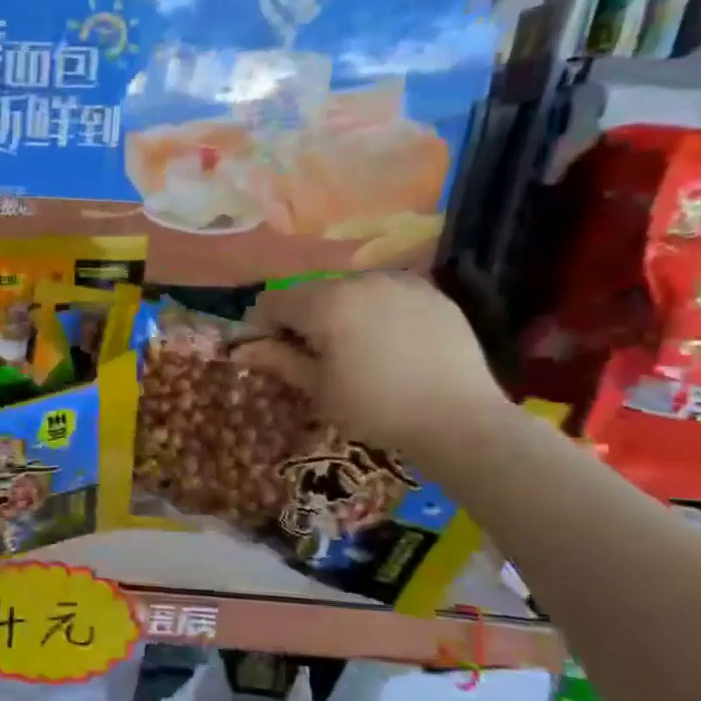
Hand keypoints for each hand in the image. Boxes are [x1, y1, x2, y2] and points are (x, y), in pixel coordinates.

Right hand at [233, 272, 509, 455]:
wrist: (460, 420)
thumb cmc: (376, 408)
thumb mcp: (318, 388)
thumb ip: (277, 360)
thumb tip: (240, 349)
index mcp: (326, 302)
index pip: (273, 300)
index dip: (262, 326)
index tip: (269, 353)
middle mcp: (360, 280)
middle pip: (312, 291)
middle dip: (302, 318)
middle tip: (310, 355)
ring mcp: (400, 283)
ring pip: (349, 289)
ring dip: (338, 312)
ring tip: (350, 349)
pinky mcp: (432, 293)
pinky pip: (386, 294)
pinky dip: (374, 311)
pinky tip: (386, 343)